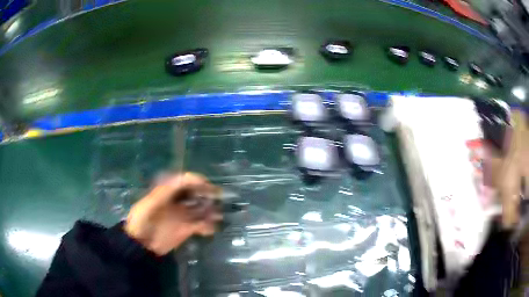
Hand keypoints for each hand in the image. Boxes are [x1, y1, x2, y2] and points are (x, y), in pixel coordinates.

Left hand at [124, 172, 222, 255]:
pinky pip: (200, 225)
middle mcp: (176, 202)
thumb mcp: (149, 205)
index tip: (206, 184)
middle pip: (194, 193)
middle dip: (206, 193)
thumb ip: (163, 192)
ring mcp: (182, 216)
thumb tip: (181, 180)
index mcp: (167, 193)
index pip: (183, 181)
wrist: (141, 244)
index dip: (195, 180)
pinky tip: (211, 229)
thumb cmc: (141, 222)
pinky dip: (207, 226)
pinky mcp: (186, 229)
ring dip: (210, 210)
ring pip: (200, 209)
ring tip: (218, 215)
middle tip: (218, 197)